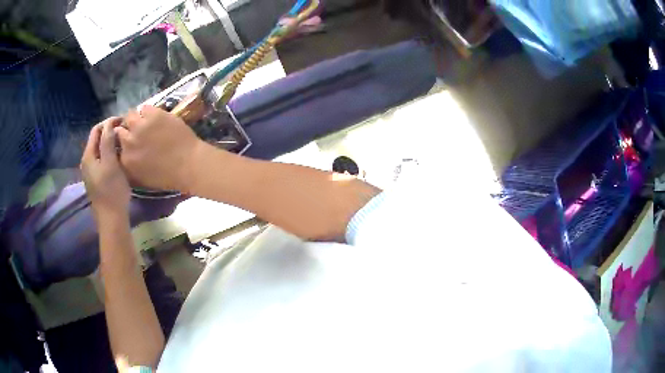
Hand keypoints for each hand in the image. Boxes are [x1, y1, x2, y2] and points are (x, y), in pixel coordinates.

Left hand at [81, 118, 130, 217]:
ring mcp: (91, 172)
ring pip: (100, 150)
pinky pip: (102, 160)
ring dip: (110, 143)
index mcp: (88, 155)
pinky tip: (118, 158)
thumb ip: (108, 141)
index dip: (109, 122)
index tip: (123, 121)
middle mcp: (87, 162)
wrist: (111, 219)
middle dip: (109, 132)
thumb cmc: (112, 190)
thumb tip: (109, 123)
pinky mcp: (96, 180)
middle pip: (97, 139)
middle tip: (124, 131)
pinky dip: (110, 154)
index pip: (96, 130)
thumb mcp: (111, 163)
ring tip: (123, 143)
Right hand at [115, 106, 205, 192]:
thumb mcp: (141, 178)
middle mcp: (128, 141)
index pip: (114, 145)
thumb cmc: (166, 176)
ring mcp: (140, 126)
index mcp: (125, 160)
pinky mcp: (153, 115)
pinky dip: (147, 112)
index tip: (126, 140)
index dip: (121, 141)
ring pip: (130, 116)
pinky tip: (154, 118)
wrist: (188, 164)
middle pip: (120, 129)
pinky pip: (144, 108)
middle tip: (135, 130)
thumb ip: (128, 166)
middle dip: (125, 129)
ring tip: (143, 122)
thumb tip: (121, 154)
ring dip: (135, 119)